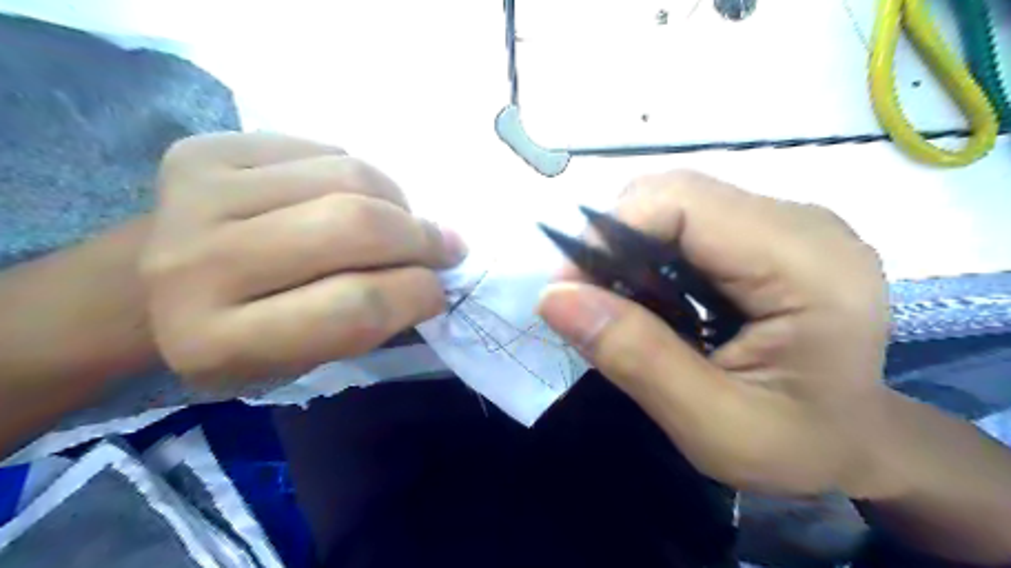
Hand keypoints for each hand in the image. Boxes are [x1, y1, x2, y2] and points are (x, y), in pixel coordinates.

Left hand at [140, 131, 465, 391]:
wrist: (151, 288)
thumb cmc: (245, 335)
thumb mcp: (305, 359)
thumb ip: (369, 320)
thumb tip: (435, 267)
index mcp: (221, 342)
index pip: (354, 308)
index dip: (416, 294)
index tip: (439, 290)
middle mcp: (196, 265)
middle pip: (353, 227)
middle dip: (420, 237)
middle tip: (445, 246)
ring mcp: (195, 195)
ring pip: (348, 176)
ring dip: (398, 202)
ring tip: (400, 222)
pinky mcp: (205, 149)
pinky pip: (323, 148)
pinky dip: (361, 176)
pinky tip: (354, 197)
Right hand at [536, 170, 891, 496]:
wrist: (855, 442)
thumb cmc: (798, 445)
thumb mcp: (712, 425)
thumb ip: (636, 359)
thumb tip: (552, 297)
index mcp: (808, 264)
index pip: (683, 202)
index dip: (610, 231)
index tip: (569, 288)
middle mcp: (801, 222)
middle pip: (674, 194)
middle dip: (614, 242)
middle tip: (593, 304)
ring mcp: (785, 221)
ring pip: (674, 204)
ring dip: (629, 251)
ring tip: (625, 309)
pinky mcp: (766, 231)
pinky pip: (686, 222)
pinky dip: (650, 255)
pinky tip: (654, 300)